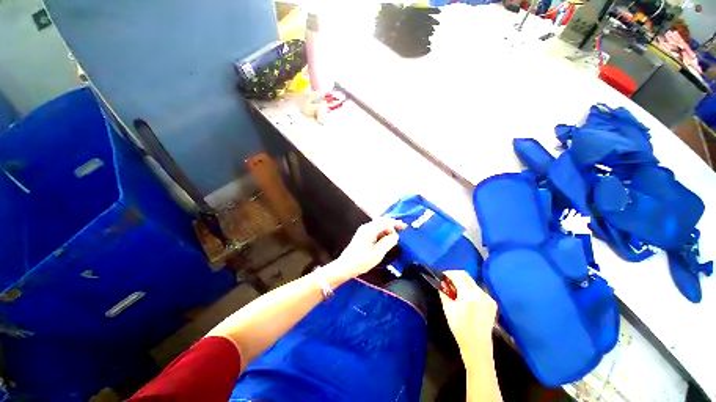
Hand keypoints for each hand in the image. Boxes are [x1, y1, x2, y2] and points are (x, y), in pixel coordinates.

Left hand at [328, 218, 406, 281]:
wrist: (345, 266)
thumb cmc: (361, 261)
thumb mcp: (378, 253)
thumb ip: (388, 242)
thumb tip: (395, 236)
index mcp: (370, 229)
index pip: (385, 222)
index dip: (395, 223)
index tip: (404, 227)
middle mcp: (366, 227)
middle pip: (382, 222)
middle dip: (392, 225)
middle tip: (402, 229)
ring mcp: (363, 231)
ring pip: (378, 226)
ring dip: (387, 230)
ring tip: (395, 237)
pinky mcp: (362, 236)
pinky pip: (375, 231)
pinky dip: (382, 233)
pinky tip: (386, 240)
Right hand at [439, 270, 497, 361]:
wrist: (477, 347)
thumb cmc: (460, 328)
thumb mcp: (448, 308)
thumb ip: (444, 292)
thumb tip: (442, 283)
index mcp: (469, 294)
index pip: (458, 275)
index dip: (448, 273)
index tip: (442, 276)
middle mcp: (481, 293)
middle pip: (466, 276)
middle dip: (455, 277)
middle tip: (447, 283)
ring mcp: (488, 298)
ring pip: (472, 283)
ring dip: (463, 283)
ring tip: (456, 292)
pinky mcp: (492, 303)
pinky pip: (478, 291)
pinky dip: (470, 290)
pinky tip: (466, 299)